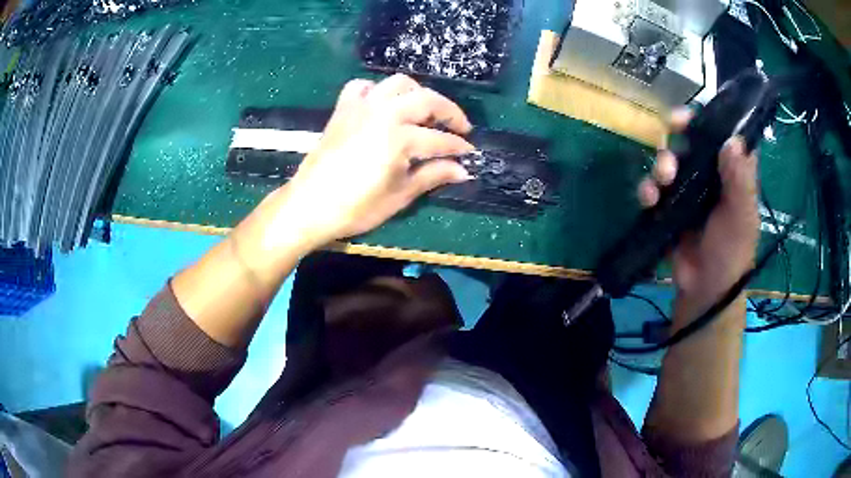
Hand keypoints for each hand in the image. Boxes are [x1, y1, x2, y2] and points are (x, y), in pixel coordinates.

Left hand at [271, 74, 473, 246]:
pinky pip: (363, 86)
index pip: (439, 139)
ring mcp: (361, 106)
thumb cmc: (355, 208)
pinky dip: (377, 90)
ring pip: (398, 83)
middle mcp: (384, 112)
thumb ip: (432, 176)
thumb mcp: (399, 195)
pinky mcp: (343, 108)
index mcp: (399, 137)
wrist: (309, 205)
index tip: (470, 154)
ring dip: (418, 93)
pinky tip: (383, 104)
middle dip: (450, 112)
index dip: (458, 147)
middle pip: (426, 100)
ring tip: (425, 111)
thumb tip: (463, 170)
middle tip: (461, 127)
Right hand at [638, 109, 759, 323]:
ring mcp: (687, 192)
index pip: (723, 135)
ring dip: (661, 163)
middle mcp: (710, 176)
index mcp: (732, 173)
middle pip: (691, 142)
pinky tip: (648, 200)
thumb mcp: (741, 217)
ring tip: (662, 179)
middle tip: (672, 130)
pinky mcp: (668, 208)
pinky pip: (654, 189)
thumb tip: (731, 140)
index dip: (710, 119)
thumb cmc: (731, 252)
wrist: (705, 289)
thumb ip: (740, 181)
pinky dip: (647, 190)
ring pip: (669, 162)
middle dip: (679, 135)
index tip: (696, 113)